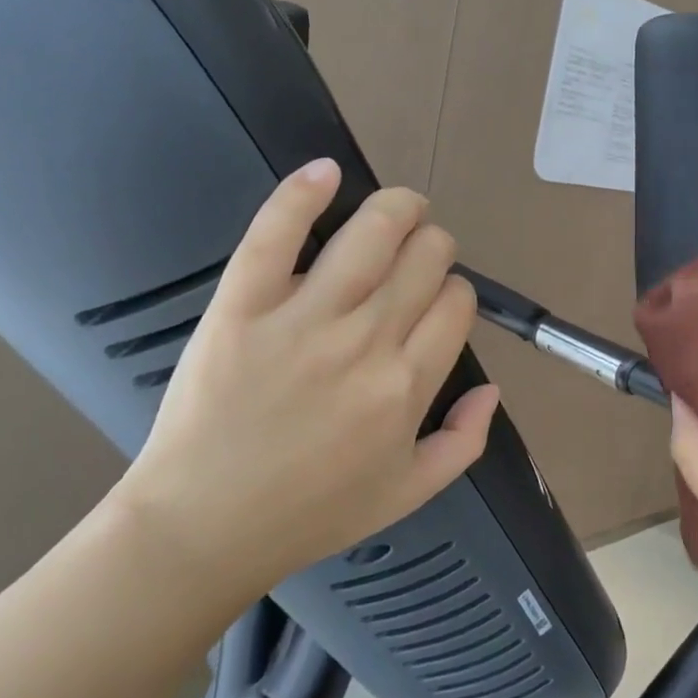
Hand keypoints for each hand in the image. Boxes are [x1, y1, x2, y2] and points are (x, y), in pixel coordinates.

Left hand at [113, 160, 499, 610]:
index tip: (439, 301)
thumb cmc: (311, 513)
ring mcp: (302, 318)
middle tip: (420, 255)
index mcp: (407, 386)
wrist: (205, 524)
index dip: (455, 291)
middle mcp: (366, 342)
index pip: (455, 304)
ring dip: (397, 207)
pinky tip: (325, 172)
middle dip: (434, 247)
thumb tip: (492, 388)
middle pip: (424, 259)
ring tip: (401, 206)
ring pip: (371, 233)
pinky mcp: (242, 304)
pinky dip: (303, 193)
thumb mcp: (409, 492)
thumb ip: (464, 441)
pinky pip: (276, 233)